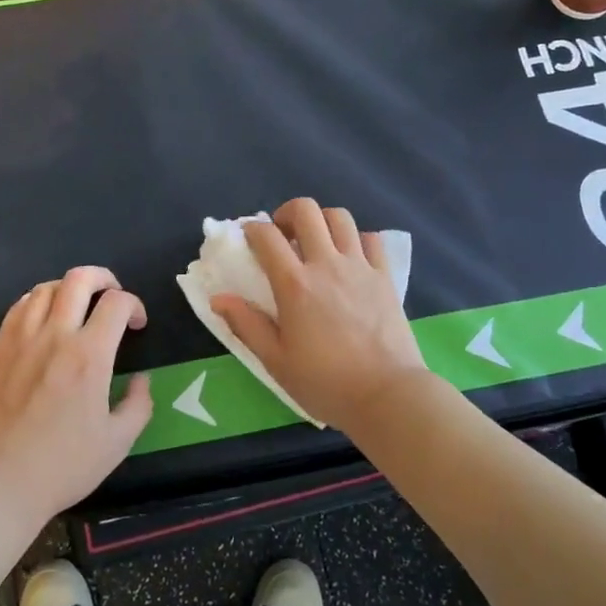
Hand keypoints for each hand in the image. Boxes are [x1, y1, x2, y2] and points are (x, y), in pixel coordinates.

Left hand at [0, 266, 152, 518]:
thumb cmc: (62, 466)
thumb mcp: (117, 443)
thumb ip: (138, 405)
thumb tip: (141, 381)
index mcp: (89, 356)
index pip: (117, 303)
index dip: (135, 306)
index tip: (138, 326)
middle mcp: (56, 336)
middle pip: (80, 279)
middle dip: (105, 278)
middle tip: (113, 297)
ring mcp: (22, 340)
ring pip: (47, 287)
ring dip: (70, 288)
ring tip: (79, 306)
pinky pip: (19, 306)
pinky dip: (39, 300)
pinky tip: (46, 318)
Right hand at [211, 199, 430, 435]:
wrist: (386, 395)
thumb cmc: (325, 383)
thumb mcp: (276, 361)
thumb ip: (246, 325)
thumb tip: (218, 298)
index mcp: (295, 284)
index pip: (267, 236)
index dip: (252, 229)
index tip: (248, 237)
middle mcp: (326, 264)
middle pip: (306, 210)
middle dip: (287, 213)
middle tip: (283, 234)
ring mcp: (360, 266)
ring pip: (340, 217)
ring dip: (322, 221)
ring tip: (316, 242)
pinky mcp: (385, 276)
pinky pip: (371, 239)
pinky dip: (356, 239)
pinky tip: (350, 257)